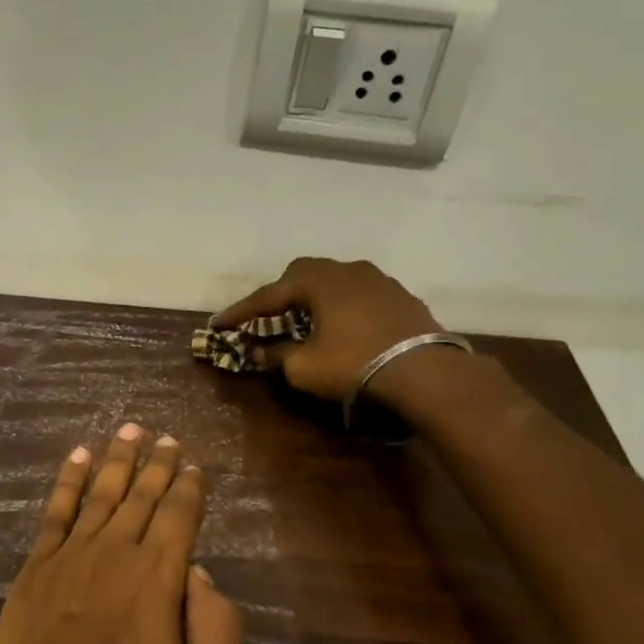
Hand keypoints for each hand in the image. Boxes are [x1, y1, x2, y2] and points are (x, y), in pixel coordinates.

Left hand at [0, 424, 243, 643]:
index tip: (194, 462)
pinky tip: (77, 458)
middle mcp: (113, 557)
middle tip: (165, 435)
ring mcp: (66, 563)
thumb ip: (218, 633)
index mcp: (158, 583)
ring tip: (129, 428)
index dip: (189, 486)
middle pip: (139, 496)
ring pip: (98, 495)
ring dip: (116, 460)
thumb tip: (199, 575)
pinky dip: (67, 483)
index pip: (179, 517)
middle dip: (156, 462)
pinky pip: (53, 515)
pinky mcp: (30, 576)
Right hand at [214, 257, 443, 402]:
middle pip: (302, 273)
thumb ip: (276, 355)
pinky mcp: (400, 296)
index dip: (240, 312)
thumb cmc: (354, 365)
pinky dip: (340, 306)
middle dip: (279, 295)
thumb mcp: (304, 367)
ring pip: (334, 280)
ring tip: (304, 321)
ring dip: (313, 298)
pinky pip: (358, 294)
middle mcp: (348, 270)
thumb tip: (257, 350)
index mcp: (319, 281)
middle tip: (265, 318)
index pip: (268, 294)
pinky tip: (341, 326)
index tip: (219, 324)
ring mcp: (379, 280)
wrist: (425, 373)